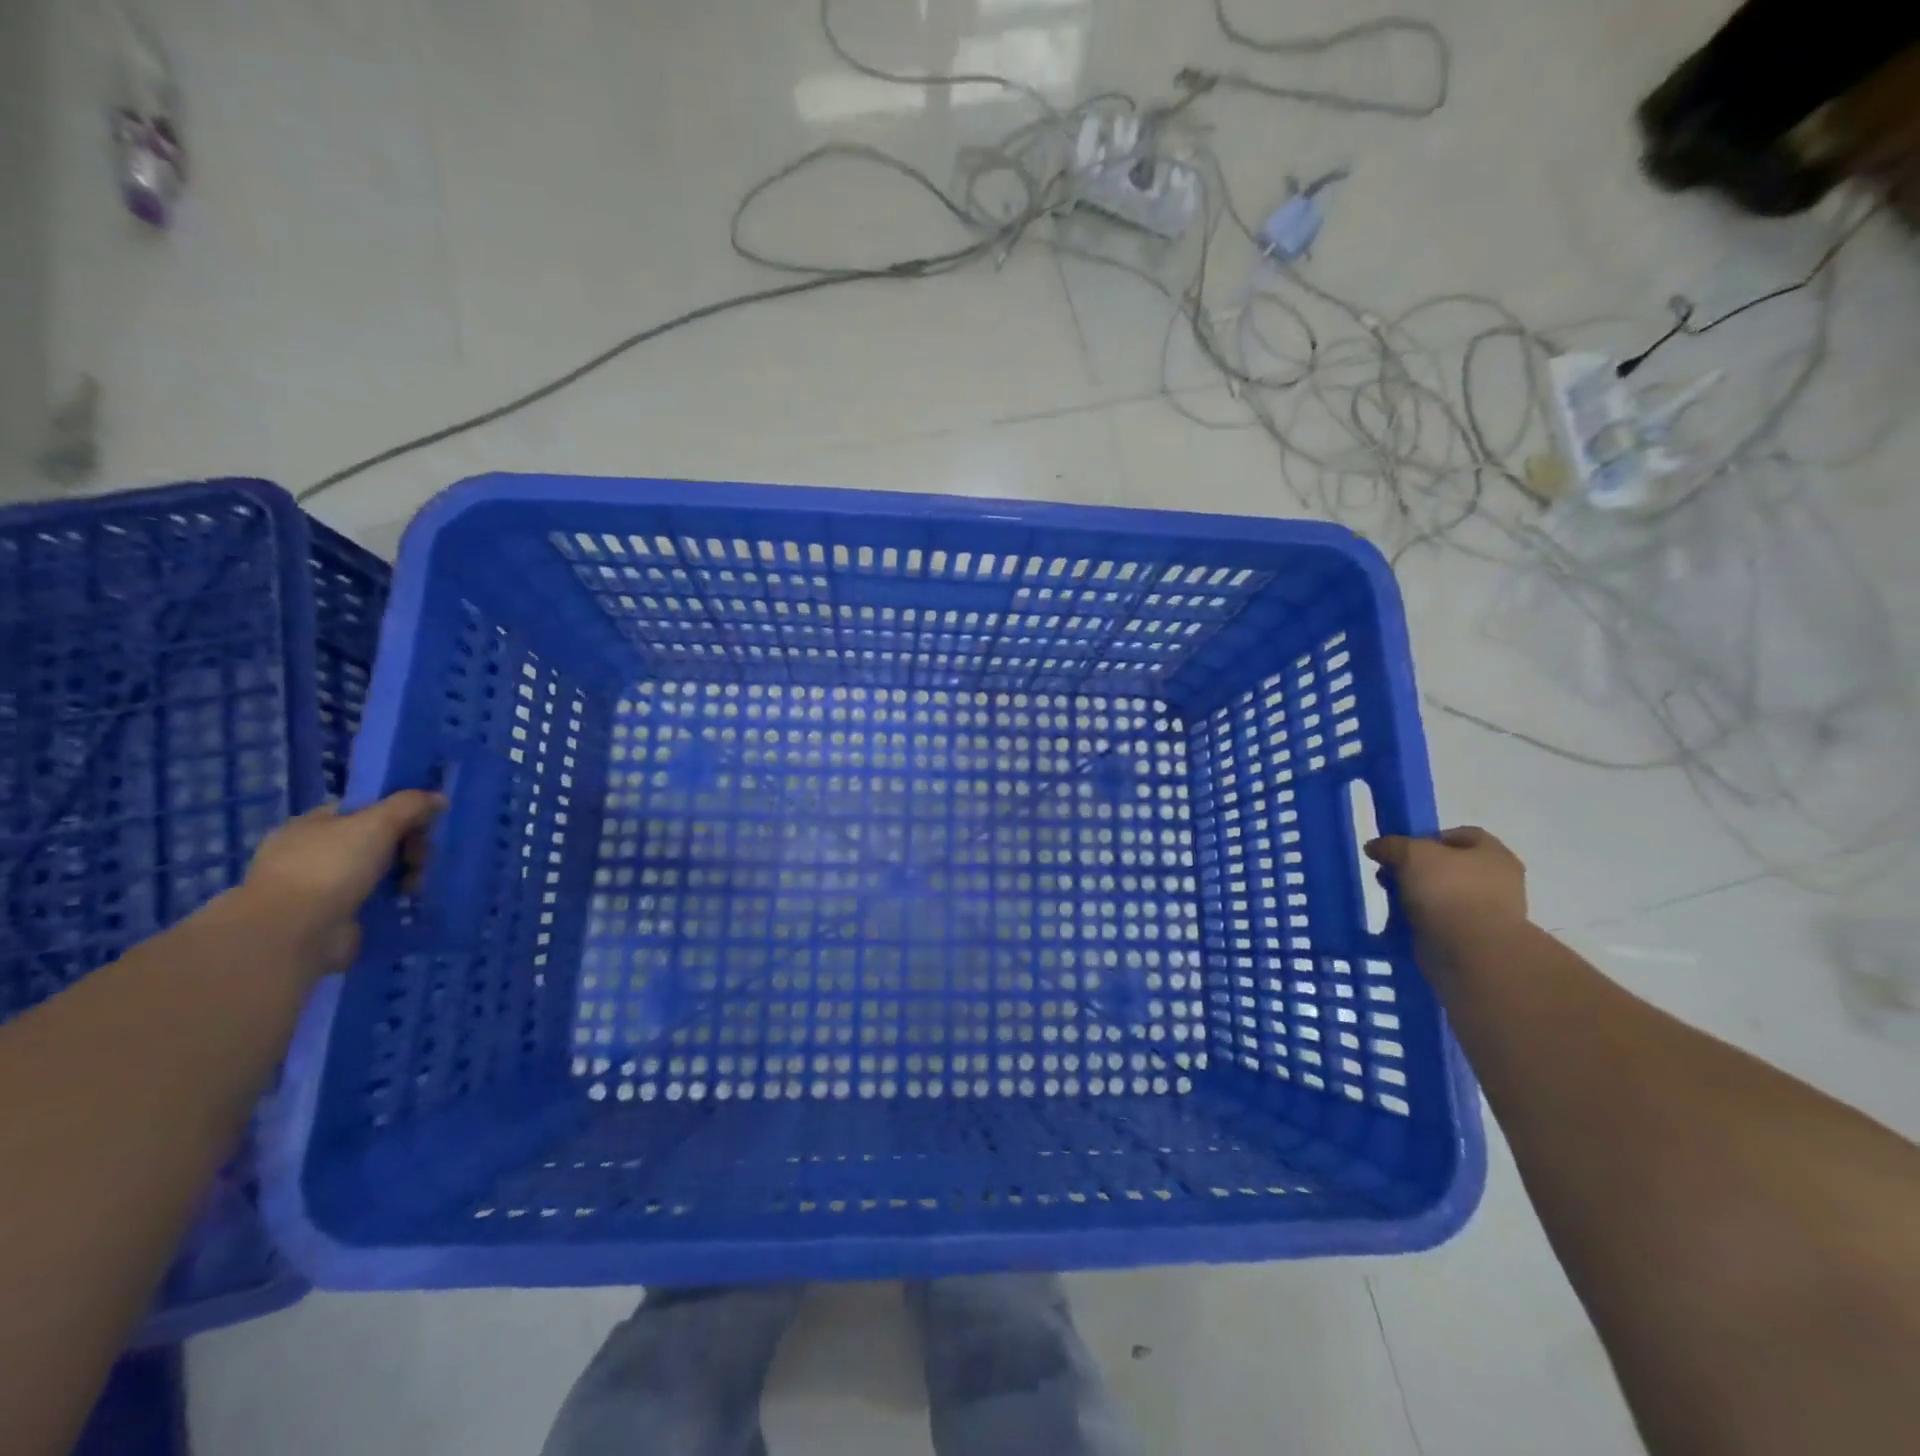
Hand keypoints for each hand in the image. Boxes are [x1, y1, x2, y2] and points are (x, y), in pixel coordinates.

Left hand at [233, 791, 445, 979]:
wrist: (294, 934)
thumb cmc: (331, 867)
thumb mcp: (378, 823)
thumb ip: (411, 805)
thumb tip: (439, 798)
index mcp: (312, 824)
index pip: (364, 808)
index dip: (398, 812)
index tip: (424, 825)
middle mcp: (313, 852)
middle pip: (377, 839)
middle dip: (408, 847)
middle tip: (420, 860)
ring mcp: (321, 886)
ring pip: (379, 870)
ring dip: (406, 874)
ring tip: (414, 887)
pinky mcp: (333, 915)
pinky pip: (375, 897)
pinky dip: (393, 898)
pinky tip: (406, 901)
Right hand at [1364, 826, 1527, 943]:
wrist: (1470, 952)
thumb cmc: (1448, 890)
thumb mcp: (1411, 854)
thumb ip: (1391, 845)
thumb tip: (1376, 847)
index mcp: (1493, 855)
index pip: (1462, 835)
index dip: (1429, 837)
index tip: (1402, 849)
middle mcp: (1496, 882)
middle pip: (1448, 867)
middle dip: (1415, 870)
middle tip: (1389, 876)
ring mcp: (1487, 913)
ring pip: (1441, 896)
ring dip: (1414, 898)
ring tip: (1391, 903)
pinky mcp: (1472, 940)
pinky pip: (1439, 923)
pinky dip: (1419, 923)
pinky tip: (1399, 925)